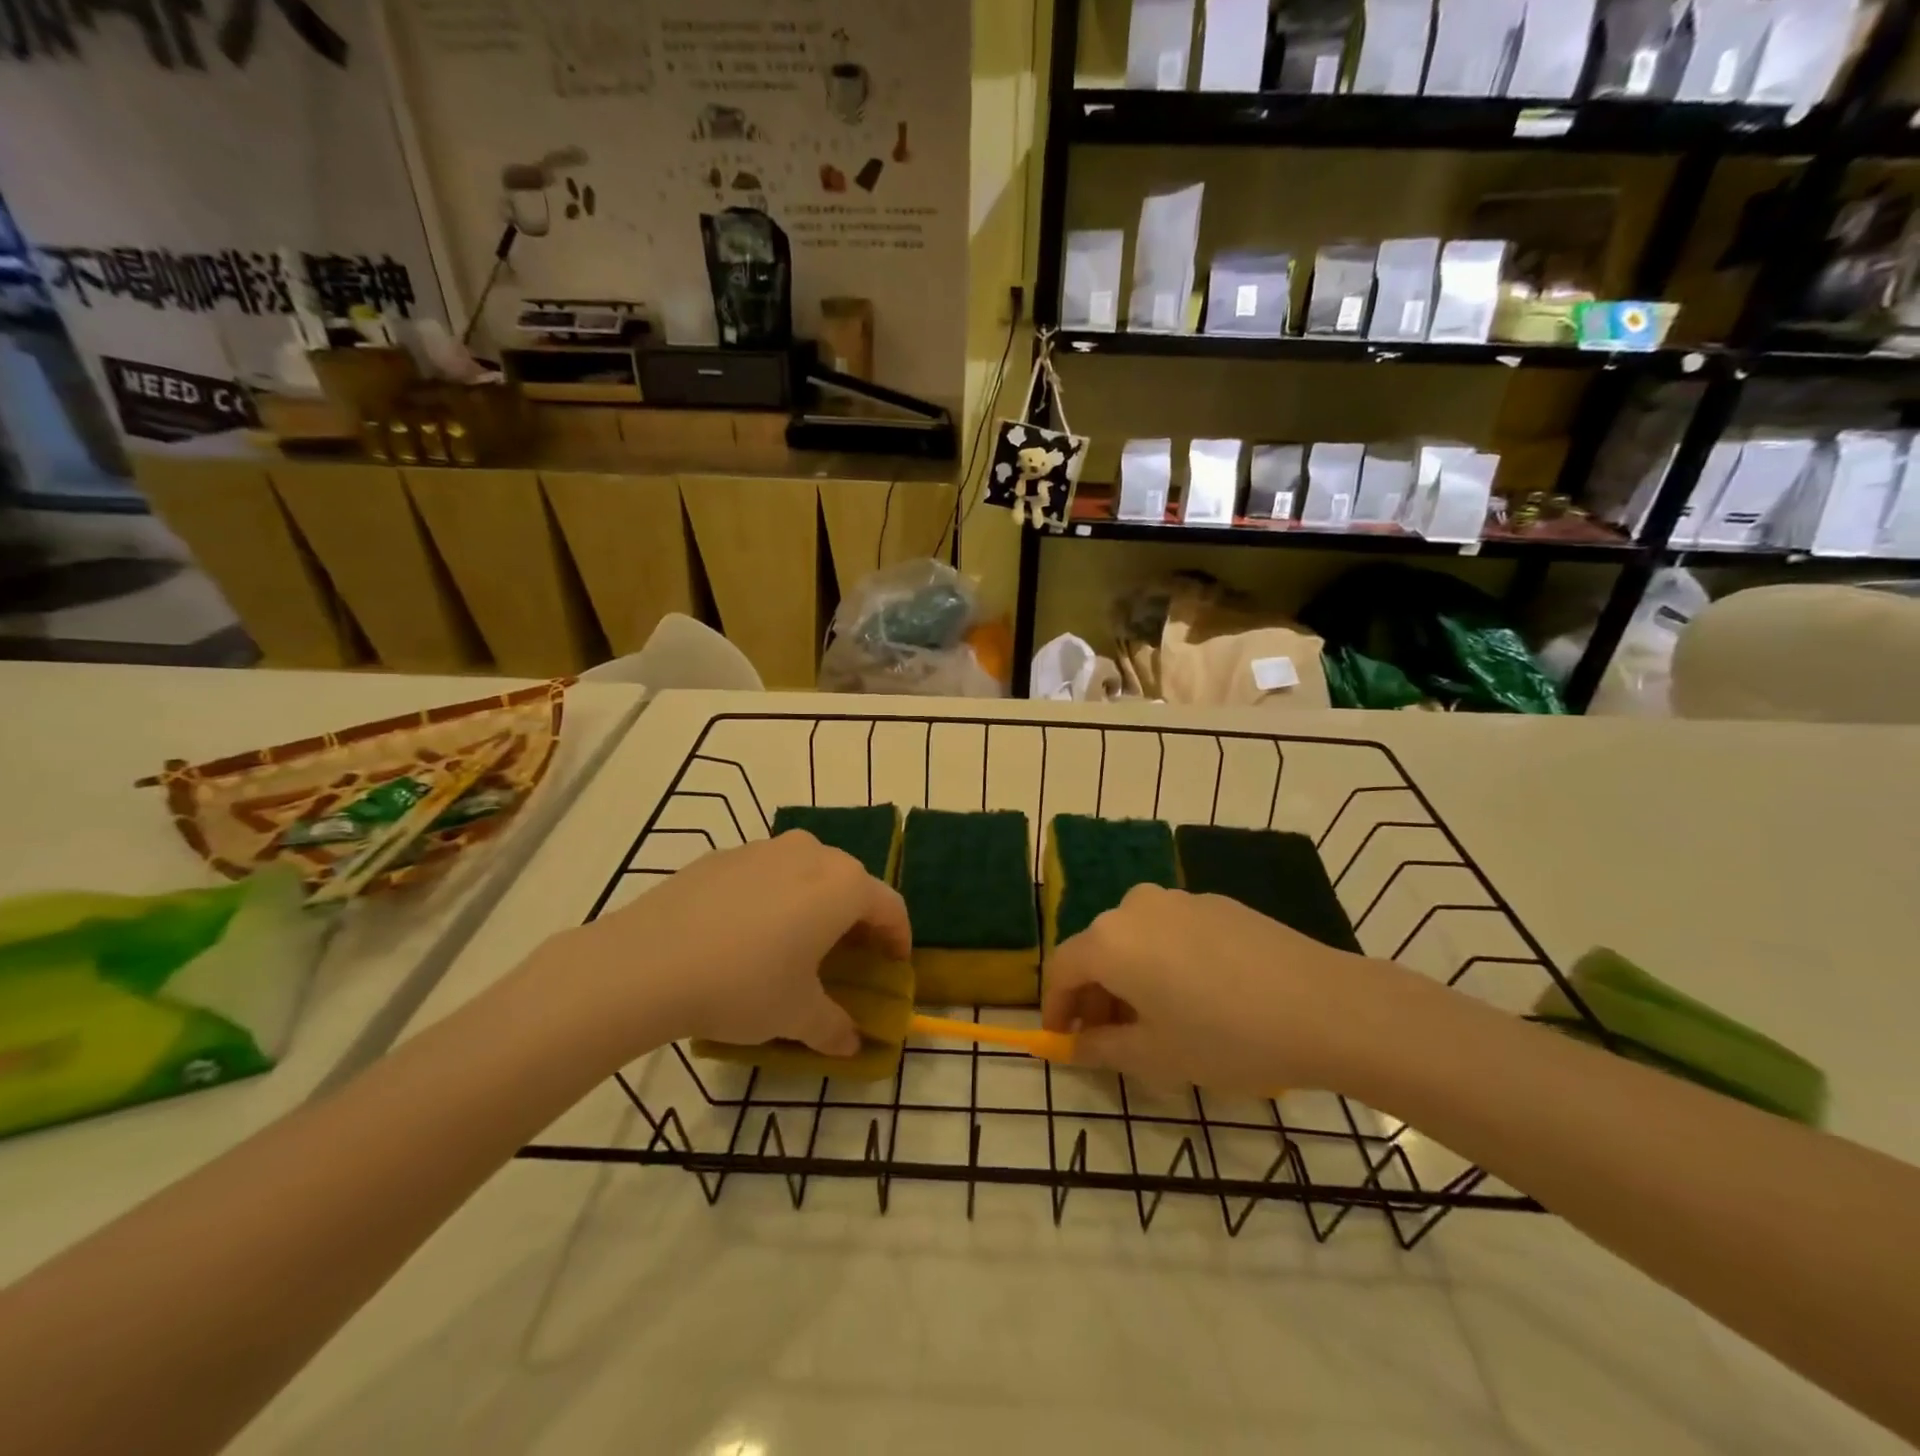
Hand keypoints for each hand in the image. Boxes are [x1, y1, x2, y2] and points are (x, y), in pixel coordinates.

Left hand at [542, 832, 911, 1059]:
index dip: (898, 938)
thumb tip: (851, 1044)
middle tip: (849, 956)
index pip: (890, 906)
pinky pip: (766, 873)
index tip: (894, 965)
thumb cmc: (743, 985)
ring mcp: (764, 848)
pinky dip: (773, 897)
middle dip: (857, 918)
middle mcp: (811, 854)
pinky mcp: (723, 855)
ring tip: (797, 941)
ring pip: (807, 872)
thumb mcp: (796, 1015)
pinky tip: (747, 933)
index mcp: (842, 886)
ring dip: (814, 903)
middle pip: (850, 882)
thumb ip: (833, 1028)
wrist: (645, 963)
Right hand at [1040, 884, 1405, 1094]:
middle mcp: (1135, 907)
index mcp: (1110, 940)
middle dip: (1095, 994)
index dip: (1056, 1006)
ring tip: (1155, 1019)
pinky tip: (1197, 995)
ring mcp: (1178, 899)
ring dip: (1130, 976)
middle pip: (1097, 950)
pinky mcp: (1215, 903)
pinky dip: (1163, 960)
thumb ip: (1101, 1048)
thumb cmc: (1226, 1037)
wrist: (1324, 1006)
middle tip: (1110, 1038)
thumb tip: (1073, 1045)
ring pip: (1135, 938)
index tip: (1063, 1038)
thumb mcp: (1156, 1056)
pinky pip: (1170, 931)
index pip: (1061, 968)